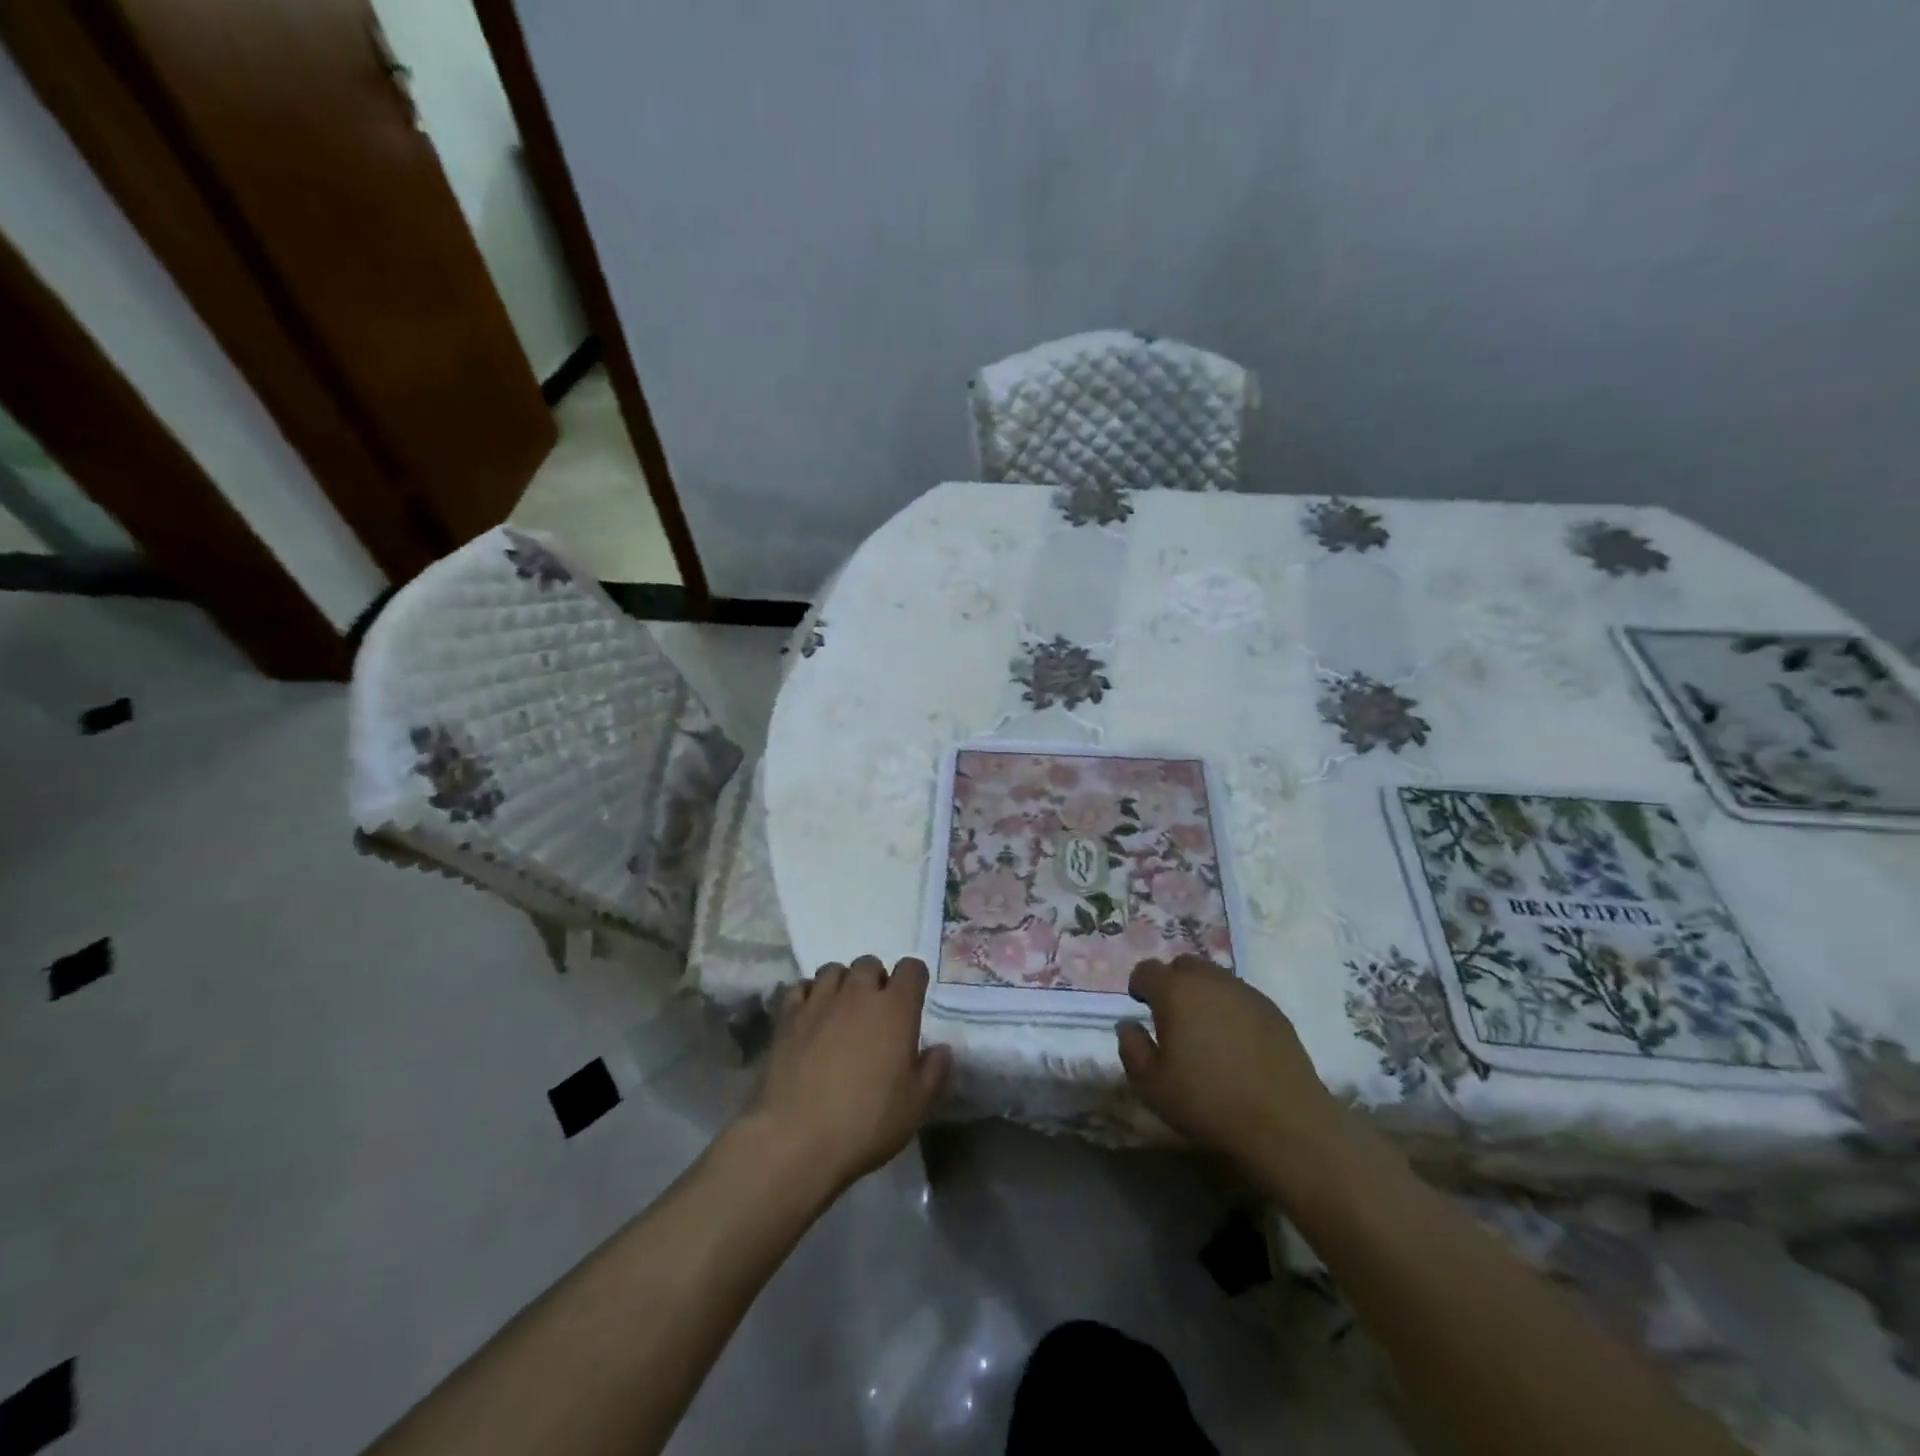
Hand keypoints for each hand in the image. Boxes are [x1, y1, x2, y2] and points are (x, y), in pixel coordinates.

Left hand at [743, 956, 951, 1198]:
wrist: (797, 1138)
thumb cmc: (866, 1122)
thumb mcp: (917, 1105)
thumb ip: (935, 1071)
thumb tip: (941, 1049)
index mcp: (896, 1008)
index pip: (911, 969)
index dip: (914, 979)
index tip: (913, 999)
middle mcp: (858, 994)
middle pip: (870, 964)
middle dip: (876, 980)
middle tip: (876, 1011)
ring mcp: (820, 1001)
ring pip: (834, 970)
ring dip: (843, 983)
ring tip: (842, 1010)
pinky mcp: (788, 1017)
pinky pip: (800, 987)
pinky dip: (809, 994)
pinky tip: (811, 1016)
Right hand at [1116, 956, 1342, 1172]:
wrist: (1284, 1123)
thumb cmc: (1207, 1102)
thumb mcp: (1151, 1084)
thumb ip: (1131, 1047)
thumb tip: (1129, 1025)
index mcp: (1175, 991)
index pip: (1147, 970)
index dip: (1139, 986)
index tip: (1141, 1007)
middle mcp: (1209, 980)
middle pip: (1183, 965)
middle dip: (1172, 983)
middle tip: (1172, 1017)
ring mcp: (1245, 992)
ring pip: (1214, 978)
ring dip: (1203, 994)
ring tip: (1205, 1030)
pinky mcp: (1273, 1010)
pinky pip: (1241, 997)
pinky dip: (1230, 1009)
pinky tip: (1235, 1042)